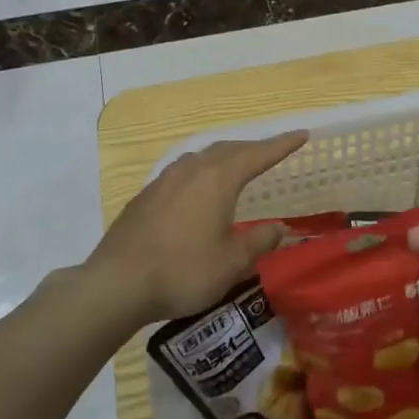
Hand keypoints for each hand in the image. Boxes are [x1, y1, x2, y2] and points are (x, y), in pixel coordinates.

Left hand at [89, 131, 307, 322]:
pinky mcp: (145, 196)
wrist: (117, 284)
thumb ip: (258, 242)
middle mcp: (192, 170)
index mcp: (218, 180)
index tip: (301, 134)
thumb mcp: (230, 263)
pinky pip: (182, 172)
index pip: (258, 154)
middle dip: (253, 149)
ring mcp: (164, 180)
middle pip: (228, 150)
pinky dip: (200, 172)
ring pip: (201, 157)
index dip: (281, 145)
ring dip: (224, 157)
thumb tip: (280, 228)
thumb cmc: (183, 271)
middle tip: (271, 152)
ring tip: (234, 166)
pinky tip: (197, 189)